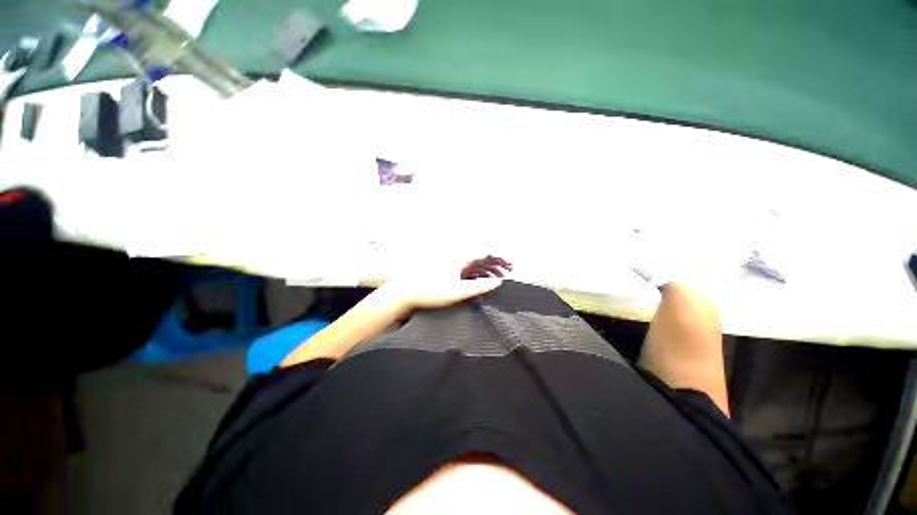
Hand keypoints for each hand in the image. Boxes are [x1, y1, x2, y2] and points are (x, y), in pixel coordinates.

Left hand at [384, 256, 512, 309]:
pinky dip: (477, 275)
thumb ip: (478, 287)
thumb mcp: (457, 292)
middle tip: (508, 272)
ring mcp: (452, 265)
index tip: (510, 266)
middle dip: (497, 263)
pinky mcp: (447, 272)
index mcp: (460, 259)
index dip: (500, 258)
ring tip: (497, 278)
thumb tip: (497, 282)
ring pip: (475, 264)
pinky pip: (467, 271)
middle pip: (482, 257)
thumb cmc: (429, 292)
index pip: (486, 254)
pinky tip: (481, 282)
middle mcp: (457, 259)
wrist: (405, 294)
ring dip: (488, 270)